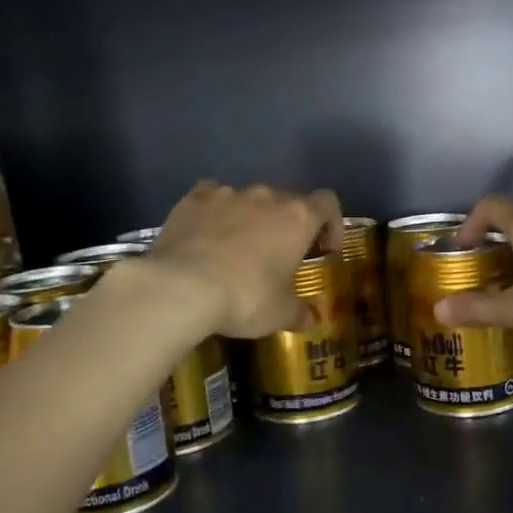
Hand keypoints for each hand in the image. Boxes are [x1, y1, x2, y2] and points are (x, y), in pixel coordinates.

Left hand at [144, 181, 342, 337]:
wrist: (180, 287)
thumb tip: (309, 319)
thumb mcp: (280, 314)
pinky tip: (206, 236)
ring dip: (250, 219)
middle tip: (279, 257)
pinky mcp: (193, 199)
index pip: (327, 204)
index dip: (332, 225)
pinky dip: (215, 213)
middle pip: (287, 201)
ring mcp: (227, 194)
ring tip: (237, 250)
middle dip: (287, 226)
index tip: (324, 251)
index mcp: (297, 218)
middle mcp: (266, 196)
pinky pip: (212, 199)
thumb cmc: (245, 297)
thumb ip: (299, 312)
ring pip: (248, 200)